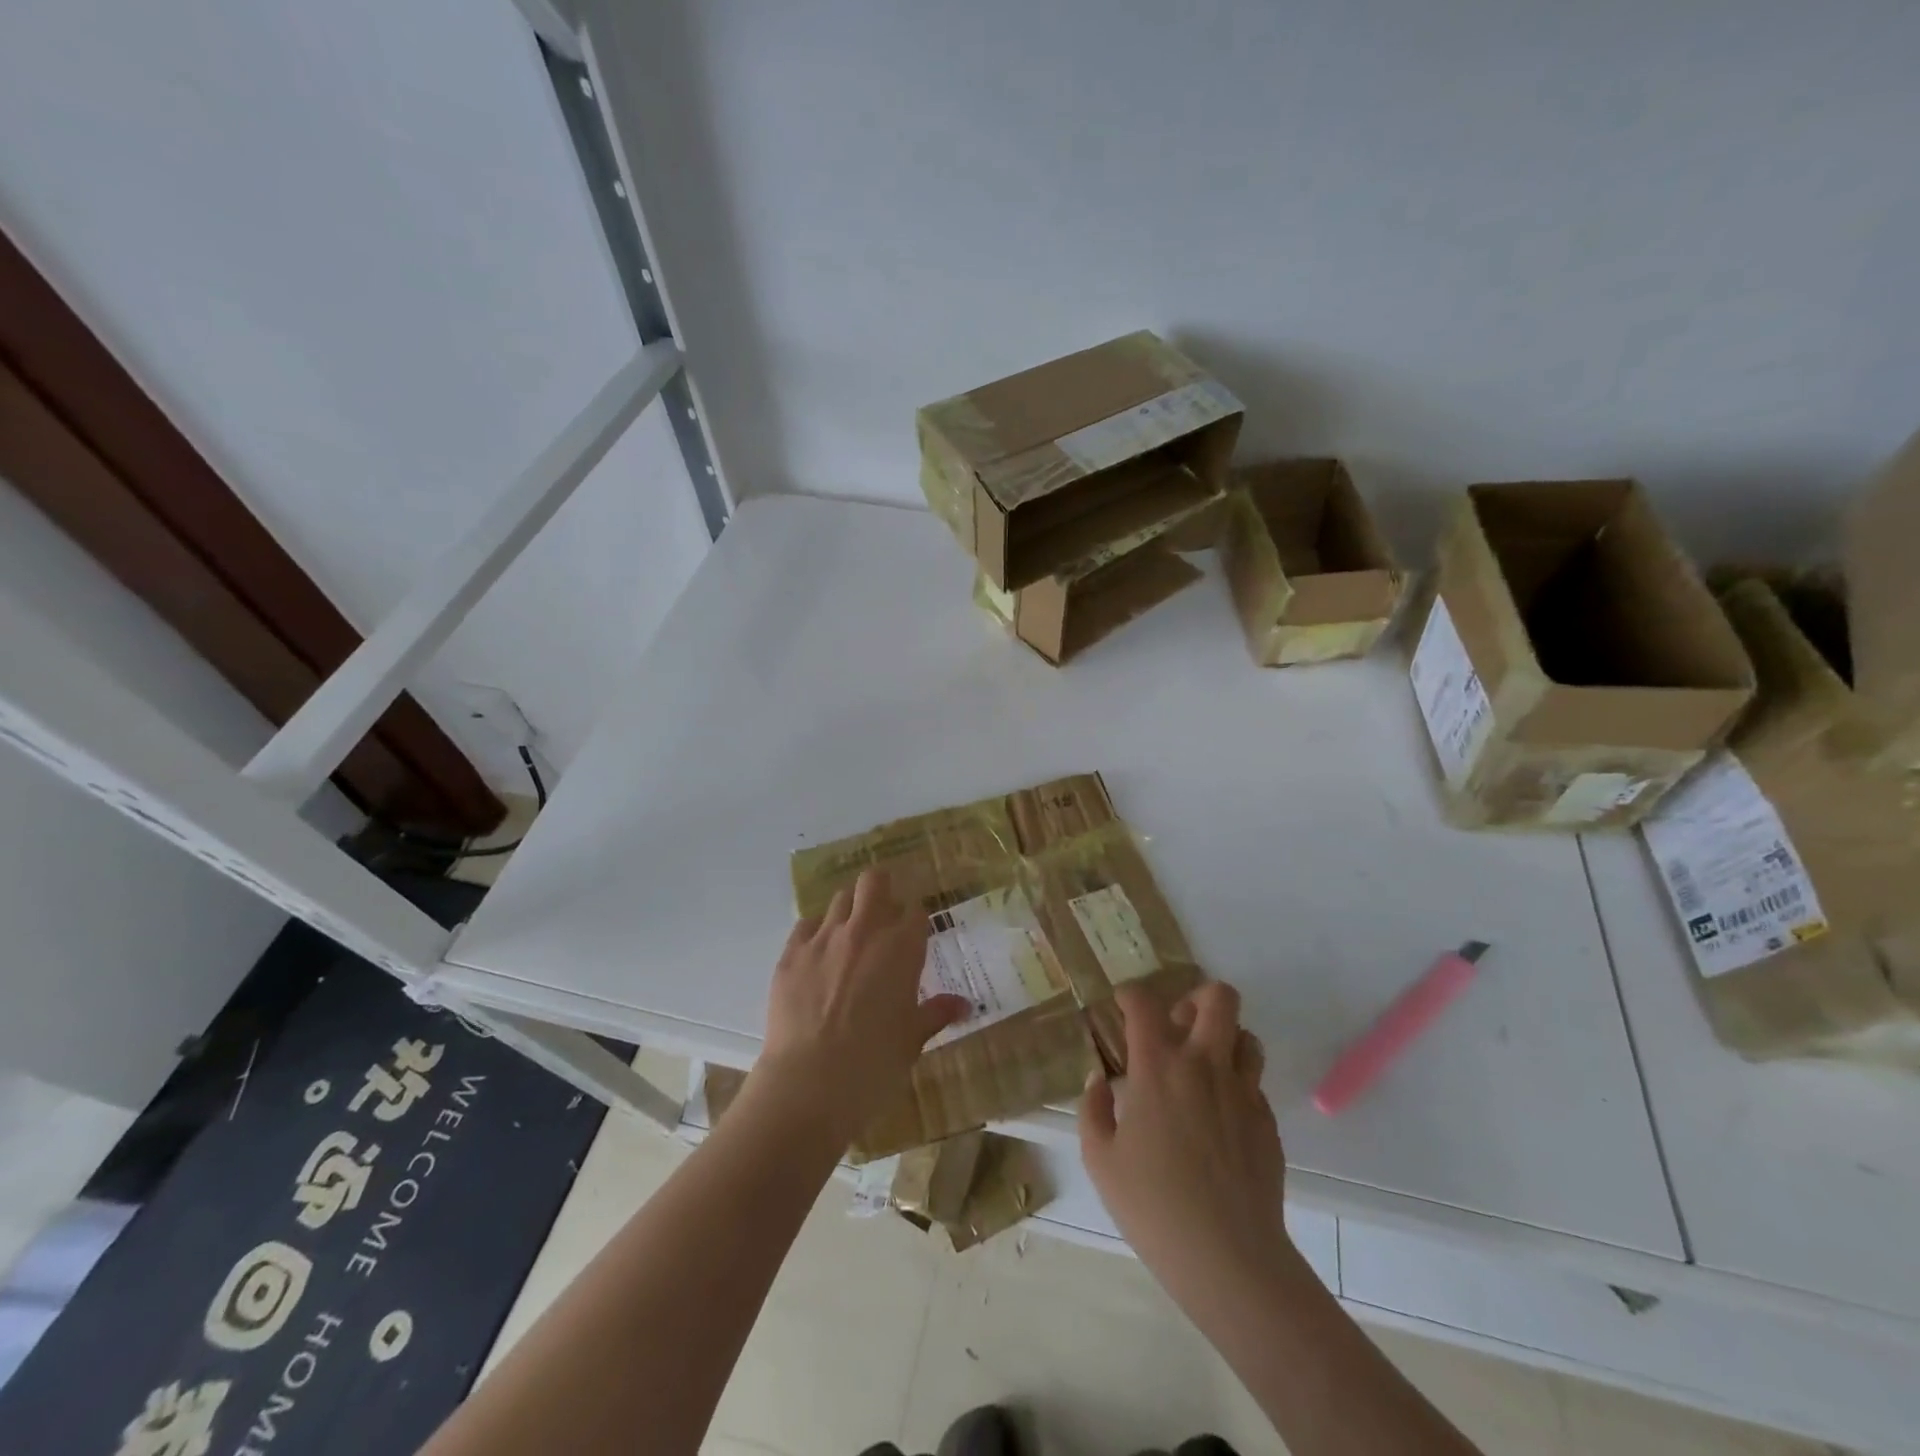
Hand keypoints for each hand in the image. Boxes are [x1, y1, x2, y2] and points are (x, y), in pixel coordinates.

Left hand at [757, 868, 969, 1143]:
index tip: (913, 933)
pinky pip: (806, 924)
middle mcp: (864, 931)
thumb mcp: (912, 1040)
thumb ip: (936, 1013)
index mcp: (902, 949)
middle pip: (874, 882)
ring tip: (850, 934)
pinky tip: (818, 953)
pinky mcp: (791, 952)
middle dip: (881, 889)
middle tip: (882, 912)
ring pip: (840, 898)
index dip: (915, 919)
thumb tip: (963, 1005)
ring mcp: (824, 938)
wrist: (810, 1083)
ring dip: (850, 909)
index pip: (915, 911)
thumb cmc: (874, 1064)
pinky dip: (816, 931)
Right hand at [1081, 982, 1291, 1307]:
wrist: (1229, 1259)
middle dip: (1196, 997)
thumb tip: (1099, 1079)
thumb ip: (1093, 1109)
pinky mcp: (1267, 1121)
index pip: (1145, 1002)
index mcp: (1158, 1067)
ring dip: (1223, 1039)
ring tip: (1202, 1066)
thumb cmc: (1153, 1206)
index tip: (1122, 1006)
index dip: (1130, 994)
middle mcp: (1204, 1065)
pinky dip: (1235, 1083)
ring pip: (1245, 1035)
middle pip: (1217, 998)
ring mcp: (1242, 1091)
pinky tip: (1218, 1117)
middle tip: (1176, 1026)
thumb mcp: (1100, 1159)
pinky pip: (1254, 1082)